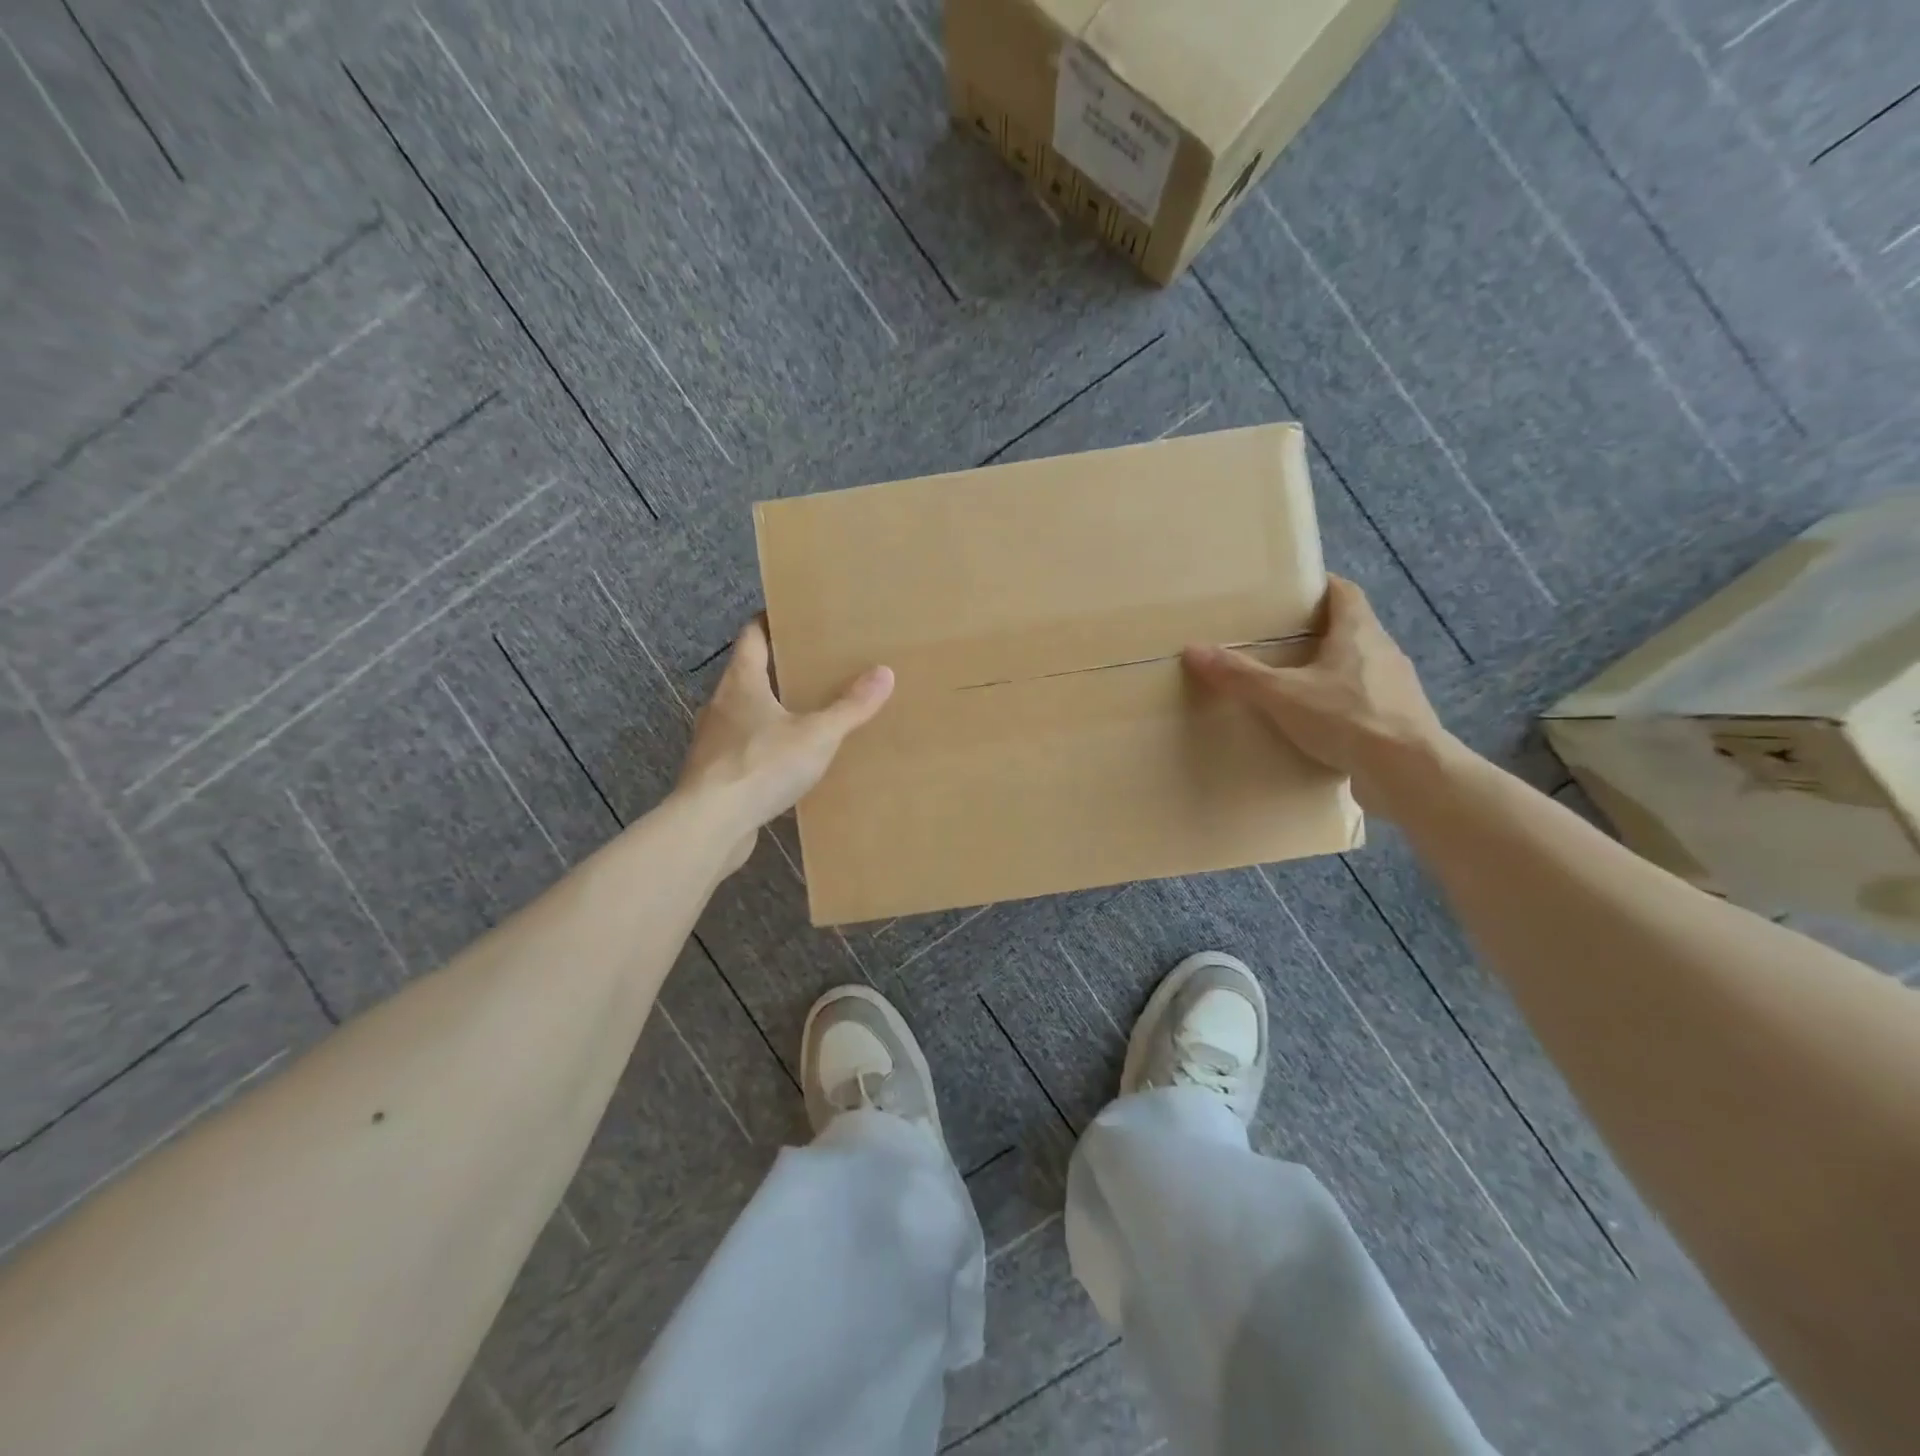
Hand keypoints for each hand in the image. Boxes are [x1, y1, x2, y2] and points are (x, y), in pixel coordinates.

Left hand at [676, 618, 893, 872]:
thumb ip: (850, 707)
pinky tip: (785, 761)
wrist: (710, 824)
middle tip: (813, 666)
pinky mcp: (714, 773)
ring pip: (743, 713)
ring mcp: (712, 740)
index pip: (752, 636)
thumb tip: (885, 672)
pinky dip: (762, 746)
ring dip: (768, 710)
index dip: (769, 622)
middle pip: (747, 674)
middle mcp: (720, 704)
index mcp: (741, 682)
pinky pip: (742, 749)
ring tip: (804, 714)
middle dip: (777, 668)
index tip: (792, 617)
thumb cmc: (761, 766)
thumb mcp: (817, 735)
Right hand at [1182, 576, 1453, 810]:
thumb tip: (1193, 650)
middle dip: (1319, 631)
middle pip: (1351, 628)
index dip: (1322, 586)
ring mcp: (1396, 687)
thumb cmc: (1348, 718)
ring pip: (1360, 666)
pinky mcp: (1400, 720)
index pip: (1344, 592)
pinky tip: (1321, 724)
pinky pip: (1366, 701)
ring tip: (1296, 684)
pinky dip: (1343, 704)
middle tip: (1281, 640)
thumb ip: (1239, 674)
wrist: (1410, 772)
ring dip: (1332, 670)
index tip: (1294, 591)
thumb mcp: (1282, 695)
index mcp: (1359, 632)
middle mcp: (1383, 651)